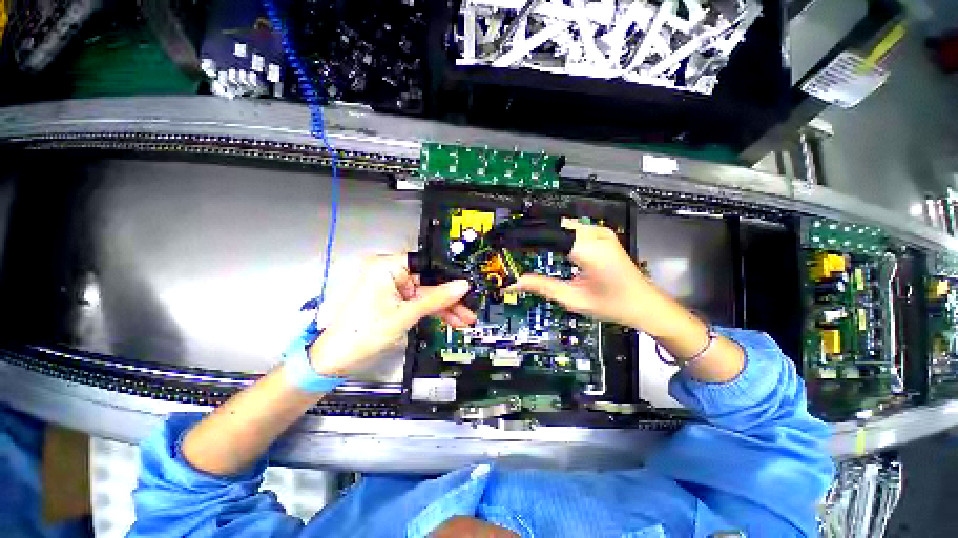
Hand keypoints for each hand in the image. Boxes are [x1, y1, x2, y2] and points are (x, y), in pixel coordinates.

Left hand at [309, 254, 474, 375]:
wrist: (336, 360)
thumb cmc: (362, 333)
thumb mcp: (406, 315)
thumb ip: (437, 298)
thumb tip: (462, 286)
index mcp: (385, 266)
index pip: (426, 263)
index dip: (447, 274)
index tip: (465, 286)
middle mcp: (388, 272)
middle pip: (428, 280)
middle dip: (449, 297)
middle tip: (468, 307)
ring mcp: (391, 287)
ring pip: (425, 293)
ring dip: (444, 306)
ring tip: (463, 318)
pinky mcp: (393, 300)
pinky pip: (418, 301)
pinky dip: (432, 311)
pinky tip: (449, 319)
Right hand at [515, 220, 650, 328]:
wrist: (645, 303)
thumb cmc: (614, 305)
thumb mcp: (574, 300)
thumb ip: (542, 287)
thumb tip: (516, 283)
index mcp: (590, 251)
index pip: (549, 235)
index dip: (526, 238)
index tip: (508, 243)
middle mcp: (596, 235)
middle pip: (554, 225)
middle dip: (533, 234)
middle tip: (513, 245)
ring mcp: (601, 232)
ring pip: (562, 224)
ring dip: (544, 233)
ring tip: (526, 245)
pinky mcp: (602, 234)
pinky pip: (572, 228)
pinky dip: (556, 234)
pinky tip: (547, 245)